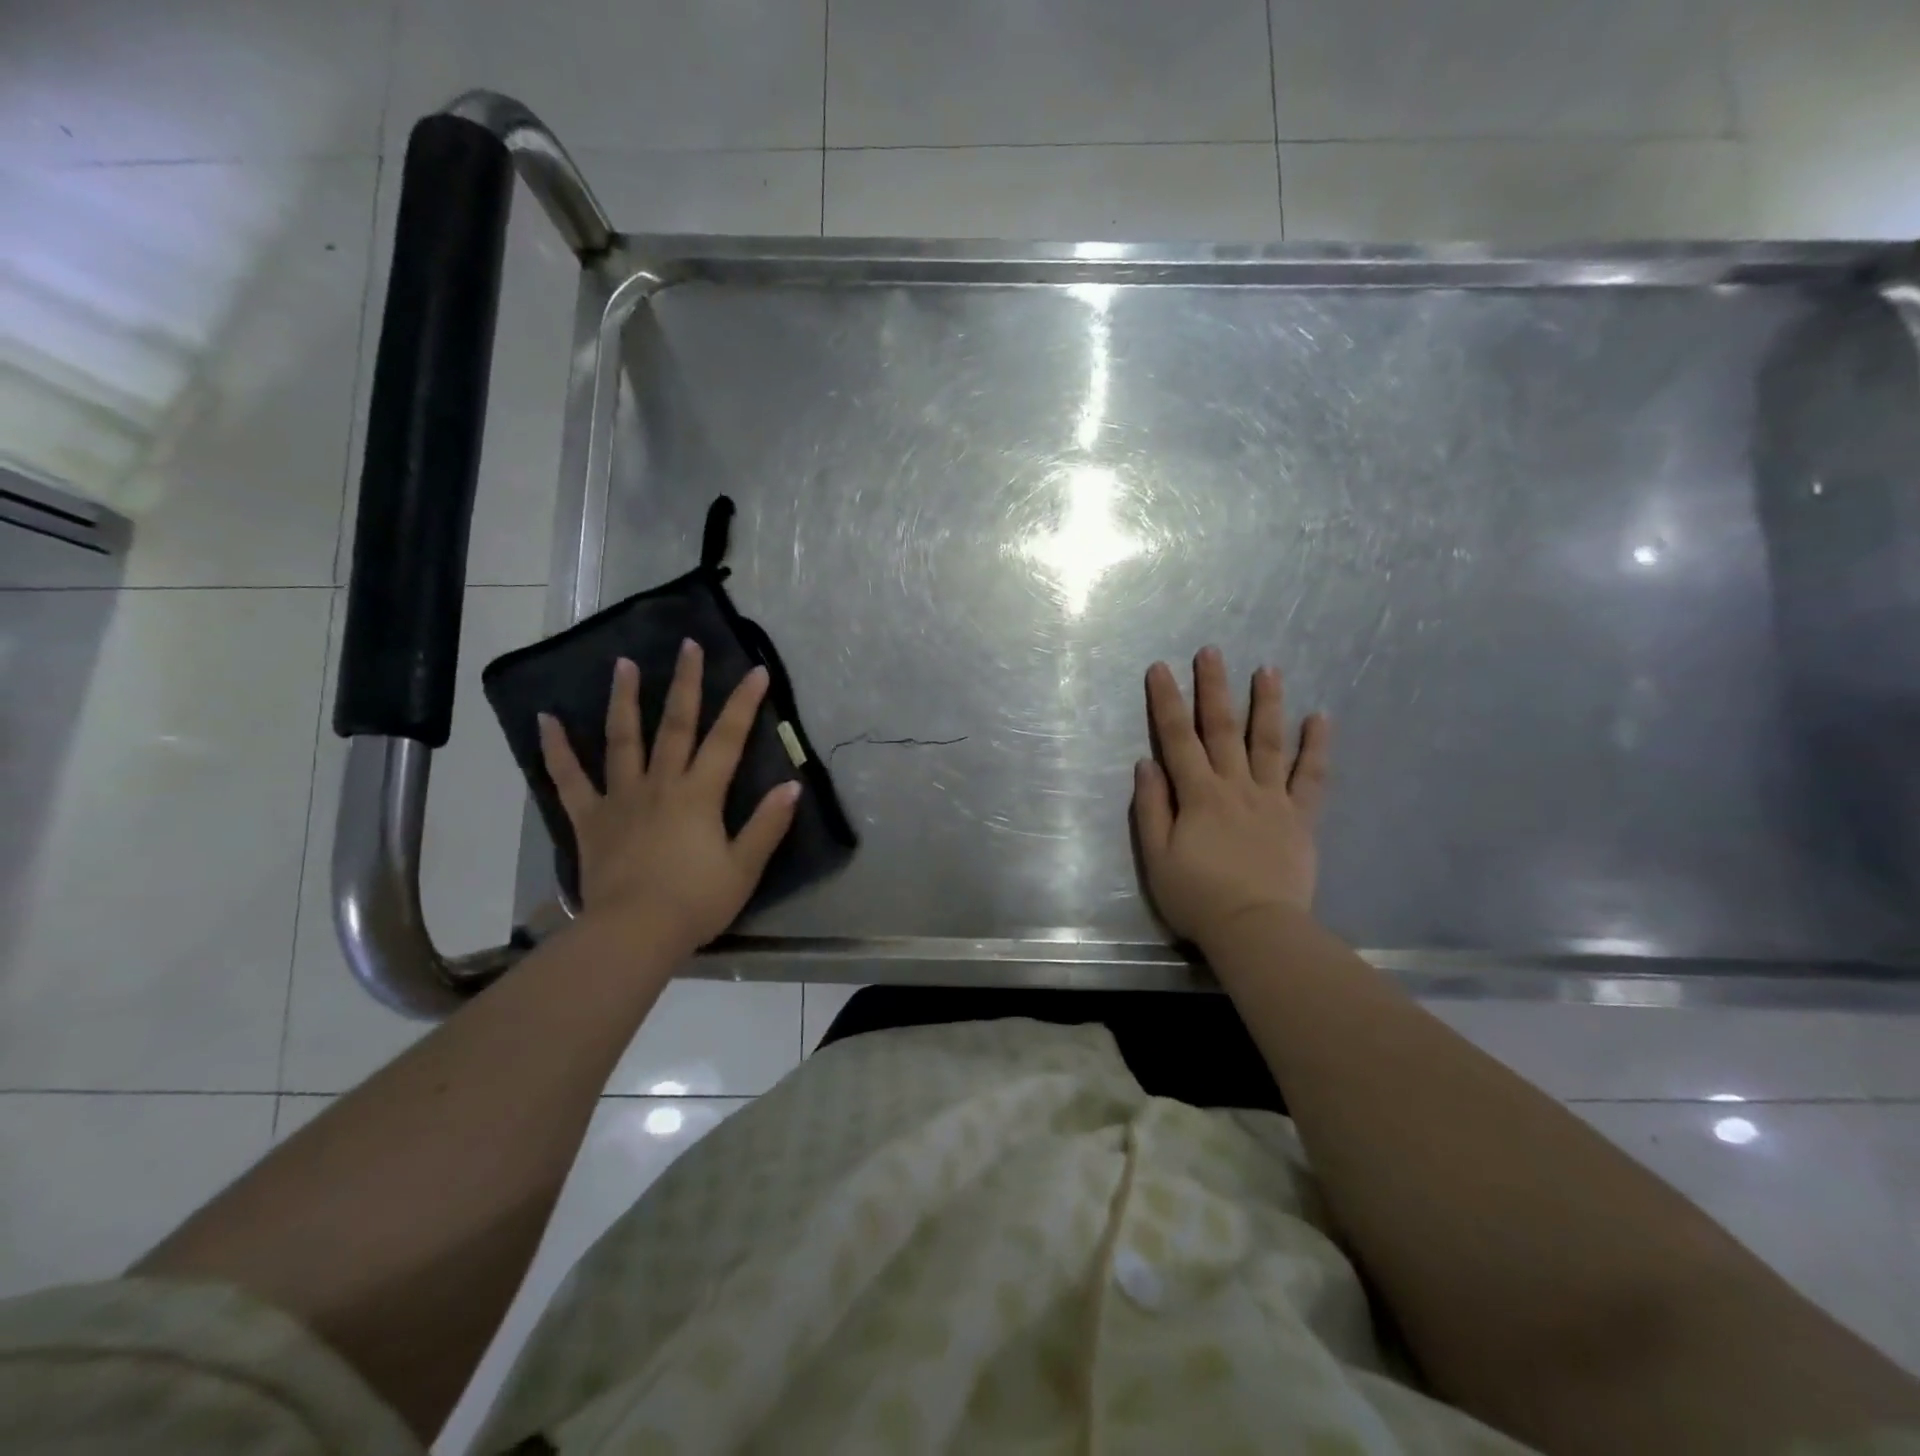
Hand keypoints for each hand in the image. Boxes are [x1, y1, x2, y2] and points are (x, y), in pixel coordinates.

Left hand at [538, 642, 799, 959]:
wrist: (633, 933)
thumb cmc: (695, 902)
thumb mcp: (744, 868)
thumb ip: (767, 825)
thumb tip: (791, 787)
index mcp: (699, 795)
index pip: (727, 739)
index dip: (743, 704)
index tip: (756, 671)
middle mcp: (660, 784)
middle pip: (675, 726)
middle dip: (686, 683)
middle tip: (687, 645)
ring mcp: (621, 798)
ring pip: (622, 740)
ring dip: (624, 700)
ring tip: (623, 664)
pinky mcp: (590, 819)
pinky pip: (569, 779)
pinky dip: (555, 750)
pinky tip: (545, 721)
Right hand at [1132, 646, 1331, 944]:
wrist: (1256, 929)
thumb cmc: (1198, 897)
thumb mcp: (1156, 858)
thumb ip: (1152, 808)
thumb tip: (1146, 763)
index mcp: (1199, 795)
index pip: (1177, 738)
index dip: (1166, 702)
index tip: (1160, 668)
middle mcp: (1236, 786)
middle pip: (1222, 729)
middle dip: (1214, 688)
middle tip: (1212, 652)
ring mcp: (1272, 799)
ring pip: (1269, 742)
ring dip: (1266, 704)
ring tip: (1268, 669)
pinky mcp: (1300, 818)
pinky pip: (1311, 777)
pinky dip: (1316, 747)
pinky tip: (1320, 718)